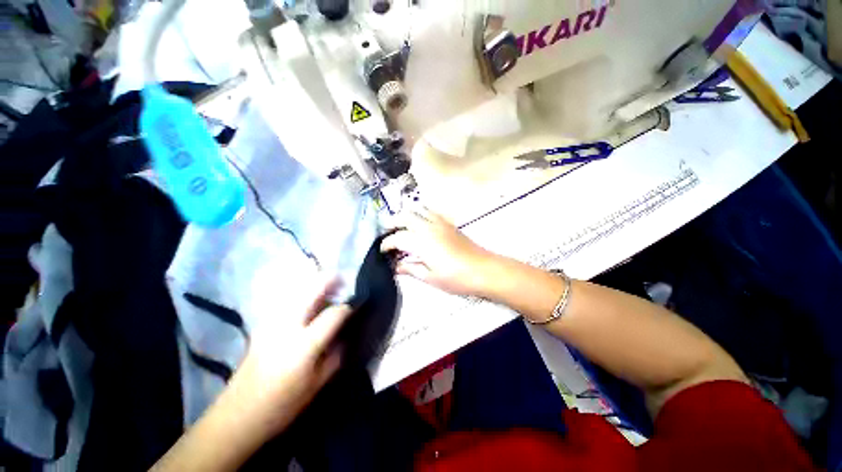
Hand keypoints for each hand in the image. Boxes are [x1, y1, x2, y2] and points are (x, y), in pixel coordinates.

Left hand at [230, 280, 351, 435]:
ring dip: (317, 285)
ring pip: (298, 289)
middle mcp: (286, 326)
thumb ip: (336, 355)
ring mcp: (271, 322)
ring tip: (329, 292)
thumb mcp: (317, 385)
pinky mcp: (262, 324)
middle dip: (331, 280)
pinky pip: (289, 299)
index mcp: (303, 345)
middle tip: (344, 282)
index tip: (358, 304)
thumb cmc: (281, 406)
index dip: (349, 306)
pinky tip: (309, 305)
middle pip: (312, 289)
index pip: (333, 313)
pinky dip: (304, 294)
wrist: (236, 417)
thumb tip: (347, 333)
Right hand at [381, 210, 496, 296]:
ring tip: (402, 228)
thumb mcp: (430, 277)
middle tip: (389, 235)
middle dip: (393, 223)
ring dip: (406, 216)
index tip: (382, 250)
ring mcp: (440, 223)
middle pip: (405, 216)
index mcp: (421, 242)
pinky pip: (430, 212)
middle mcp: (428, 227)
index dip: (386, 243)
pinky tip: (420, 226)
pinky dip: (420, 214)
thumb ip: (411, 269)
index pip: (397, 237)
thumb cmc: (456, 278)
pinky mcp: (448, 223)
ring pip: (418, 210)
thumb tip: (396, 267)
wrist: (483, 269)